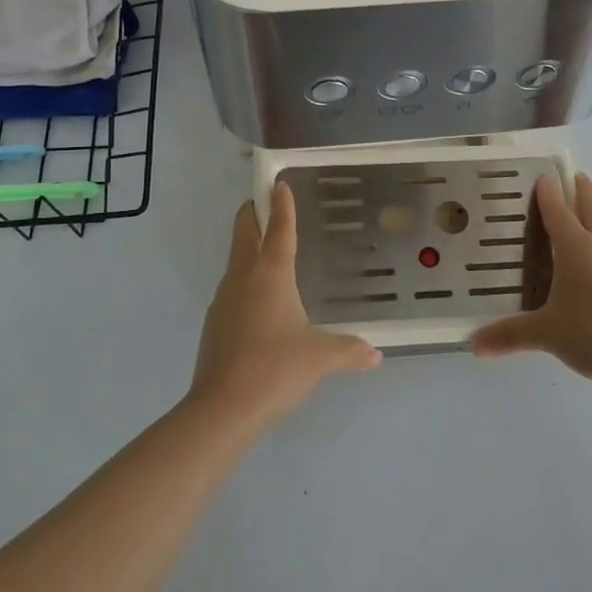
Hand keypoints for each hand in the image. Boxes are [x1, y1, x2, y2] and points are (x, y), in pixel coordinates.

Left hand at [190, 182, 382, 432]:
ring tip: (270, 251)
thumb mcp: (320, 358)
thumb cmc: (275, 369)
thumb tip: (375, 354)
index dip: (282, 205)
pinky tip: (261, 301)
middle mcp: (243, 278)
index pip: (279, 229)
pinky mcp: (215, 323)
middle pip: (245, 233)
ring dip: (249, 247)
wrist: (222, 409)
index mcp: (270, 275)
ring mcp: (223, 300)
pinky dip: (246, 280)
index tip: (279, 182)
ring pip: (236, 260)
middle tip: (264, 202)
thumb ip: (350, 350)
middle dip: (253, 213)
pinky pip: (233, 288)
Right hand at [471, 172, 591, 389]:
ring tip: (576, 216)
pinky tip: (590, 263)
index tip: (540, 175)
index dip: (548, 191)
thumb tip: (475, 344)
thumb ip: (510, 335)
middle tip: (570, 176)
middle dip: (581, 189)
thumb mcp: (547, 334)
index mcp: (577, 247)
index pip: (558, 210)